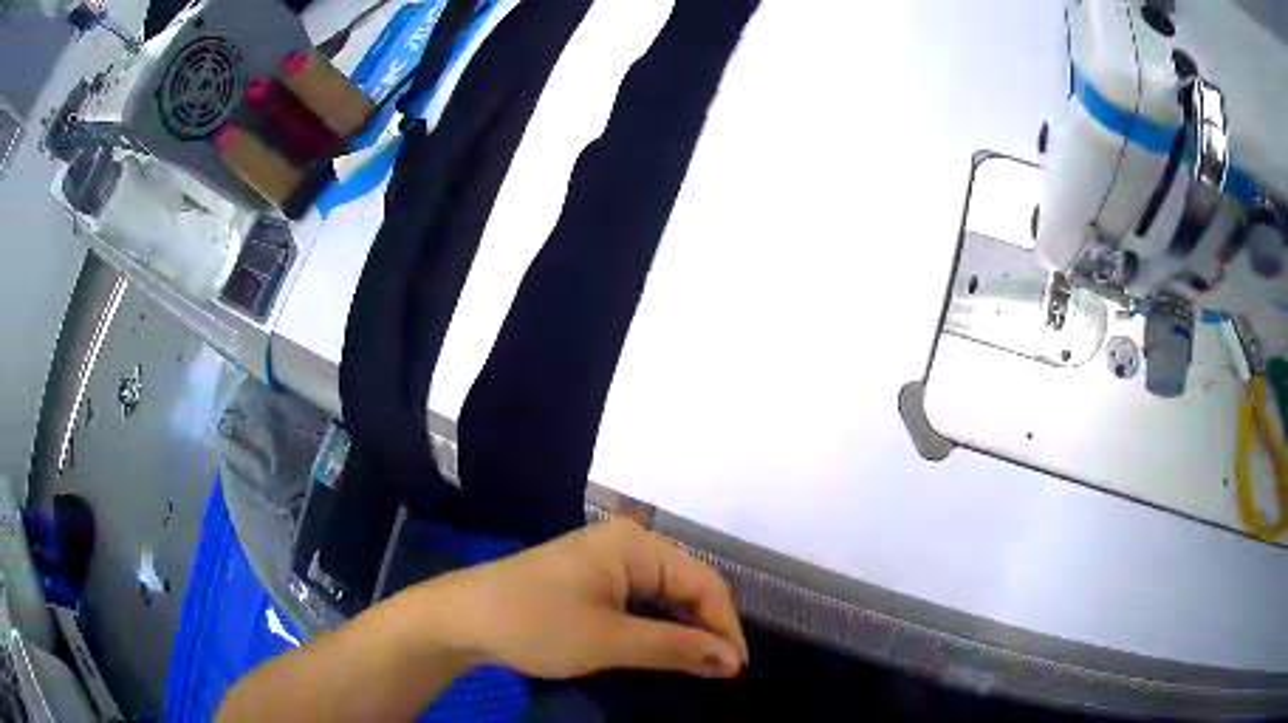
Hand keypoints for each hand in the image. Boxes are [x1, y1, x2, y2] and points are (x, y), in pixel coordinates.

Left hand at [427, 517, 747, 679]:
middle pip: (687, 585)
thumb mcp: (611, 642)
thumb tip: (733, 661)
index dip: (726, 627)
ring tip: (700, 667)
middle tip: (721, 674)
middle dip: (706, 629)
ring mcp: (607, 559)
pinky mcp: (591, 578)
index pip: (705, 582)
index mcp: (636, 544)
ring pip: (665, 594)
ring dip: (683, 630)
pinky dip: (656, 626)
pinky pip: (640, 599)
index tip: (737, 671)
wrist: (462, 619)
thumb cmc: (536, 625)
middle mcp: (627, 542)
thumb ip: (677, 648)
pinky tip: (665, 650)